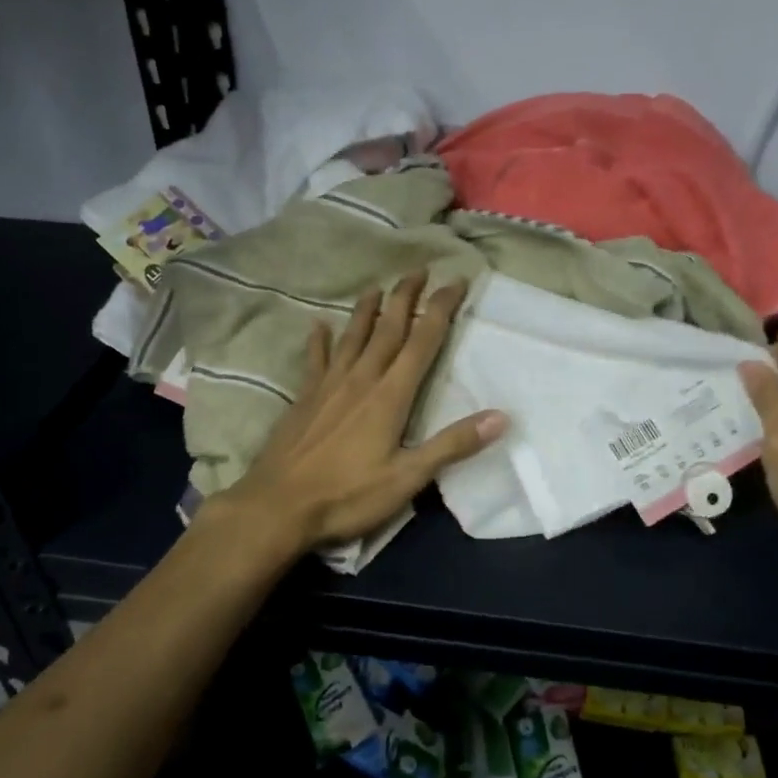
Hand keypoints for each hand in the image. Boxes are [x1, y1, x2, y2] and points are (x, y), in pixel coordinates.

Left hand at [220, 272, 507, 549]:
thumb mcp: (408, 478)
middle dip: (405, 297)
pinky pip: (315, 360)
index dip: (440, 309)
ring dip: (367, 310)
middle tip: (418, 270)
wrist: (277, 507)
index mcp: (389, 396)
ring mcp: (328, 386)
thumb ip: (452, 445)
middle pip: (388, 329)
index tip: (455, 281)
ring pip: (353, 337)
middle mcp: (361, 380)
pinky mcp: (304, 398)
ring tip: (377, 287)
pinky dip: (319, 341)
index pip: (422, 342)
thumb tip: (501, 417)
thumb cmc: (347, 496)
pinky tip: (318, 326)